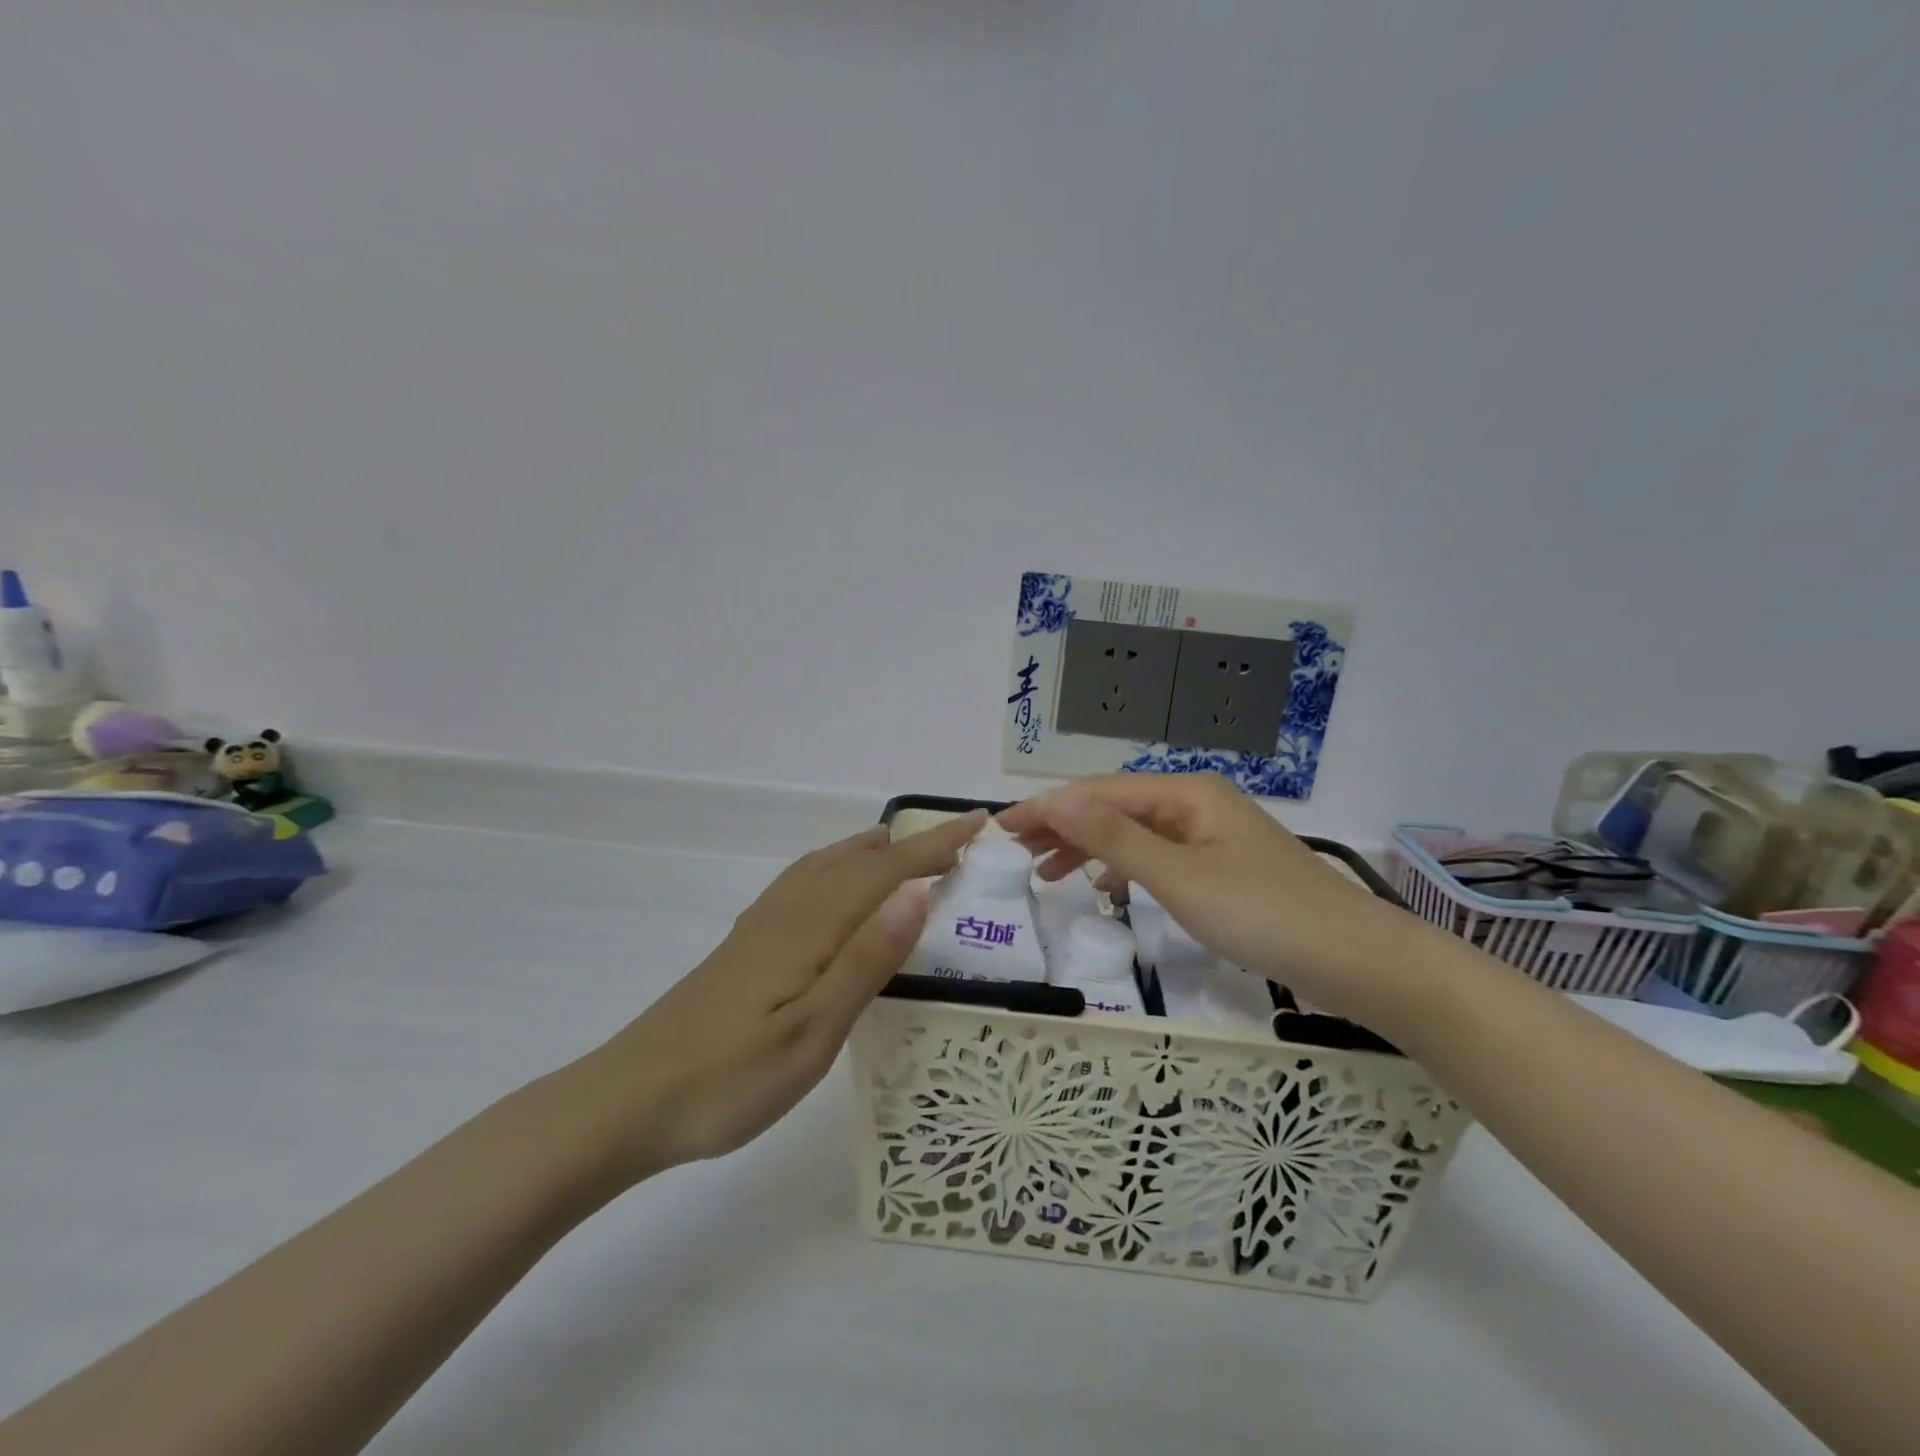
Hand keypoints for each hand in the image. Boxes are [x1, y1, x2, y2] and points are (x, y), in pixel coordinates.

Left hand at [568, 812, 984, 1189]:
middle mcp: (787, 912)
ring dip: (869, 851)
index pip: (885, 872)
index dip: (934, 846)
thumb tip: (915, 893)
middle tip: (954, 842)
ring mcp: (760, 926)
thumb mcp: (811, 1032)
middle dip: (909, 845)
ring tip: (900, 849)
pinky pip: (802, 883)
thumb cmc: (729, 1078)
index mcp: (811, 927)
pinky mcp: (744, 945)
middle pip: (856, 861)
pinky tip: (831, 889)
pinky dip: (832, 867)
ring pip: (824, 866)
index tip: (977, 823)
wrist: (628, 1100)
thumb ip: (864, 961)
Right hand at [1000, 776, 1426, 1025]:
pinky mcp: (1221, 867)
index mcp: (1185, 793)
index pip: (1098, 792)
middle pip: (1114, 806)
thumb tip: (1052, 797)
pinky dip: (1123, 867)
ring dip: (1088, 847)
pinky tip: (1105, 888)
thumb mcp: (1178, 876)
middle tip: (1014, 852)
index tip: (1000, 830)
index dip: (1047, 808)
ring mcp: (1211, 835)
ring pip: (1134, 832)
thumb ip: (1113, 837)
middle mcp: (1195, 803)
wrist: (1359, 961)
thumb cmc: (1264, 914)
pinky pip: (1157, 856)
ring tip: (1046, 872)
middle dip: (1063, 825)